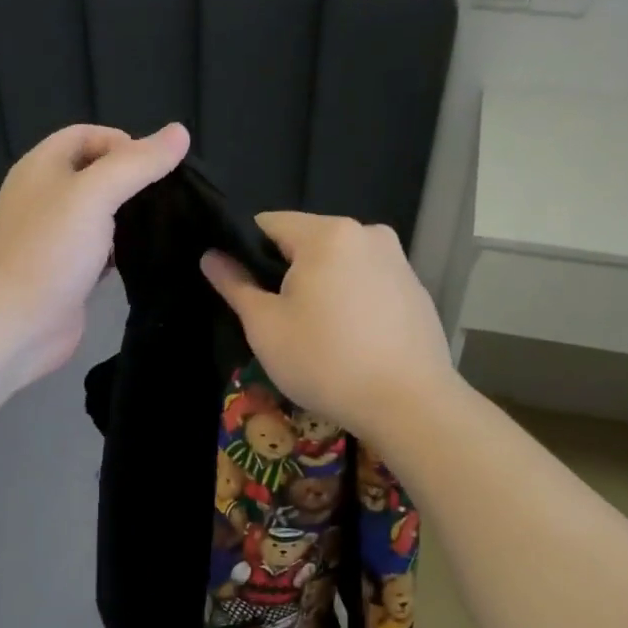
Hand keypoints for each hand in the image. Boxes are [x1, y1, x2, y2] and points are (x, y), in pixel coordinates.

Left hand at [0, 122, 189, 384]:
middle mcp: (45, 196)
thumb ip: (137, 164)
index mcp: (42, 167)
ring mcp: (55, 236)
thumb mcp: (95, 195)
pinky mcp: (68, 270)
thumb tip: (180, 133)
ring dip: (130, 215)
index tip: (158, 167)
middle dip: (132, 179)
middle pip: (95, 172)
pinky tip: (146, 255)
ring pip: (100, 213)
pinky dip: (122, 248)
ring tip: (166, 223)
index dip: (124, 142)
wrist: (17, 324)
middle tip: (170, 196)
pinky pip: (100, 248)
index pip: (87, 135)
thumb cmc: (51, 251)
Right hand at [200, 212, 454, 437]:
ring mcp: (398, 260)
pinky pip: (368, 282)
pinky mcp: (416, 289)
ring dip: (321, 287)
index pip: (269, 223)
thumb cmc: (326, 361)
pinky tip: (351, 340)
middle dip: (286, 272)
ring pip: (339, 263)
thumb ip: (235, 285)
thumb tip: (211, 256)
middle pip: (308, 242)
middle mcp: (368, 233)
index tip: (243, 290)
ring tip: (316, 334)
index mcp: (328, 233)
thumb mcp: (265, 326)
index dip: (246, 252)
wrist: (409, 403)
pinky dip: (351, 300)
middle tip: (278, 320)